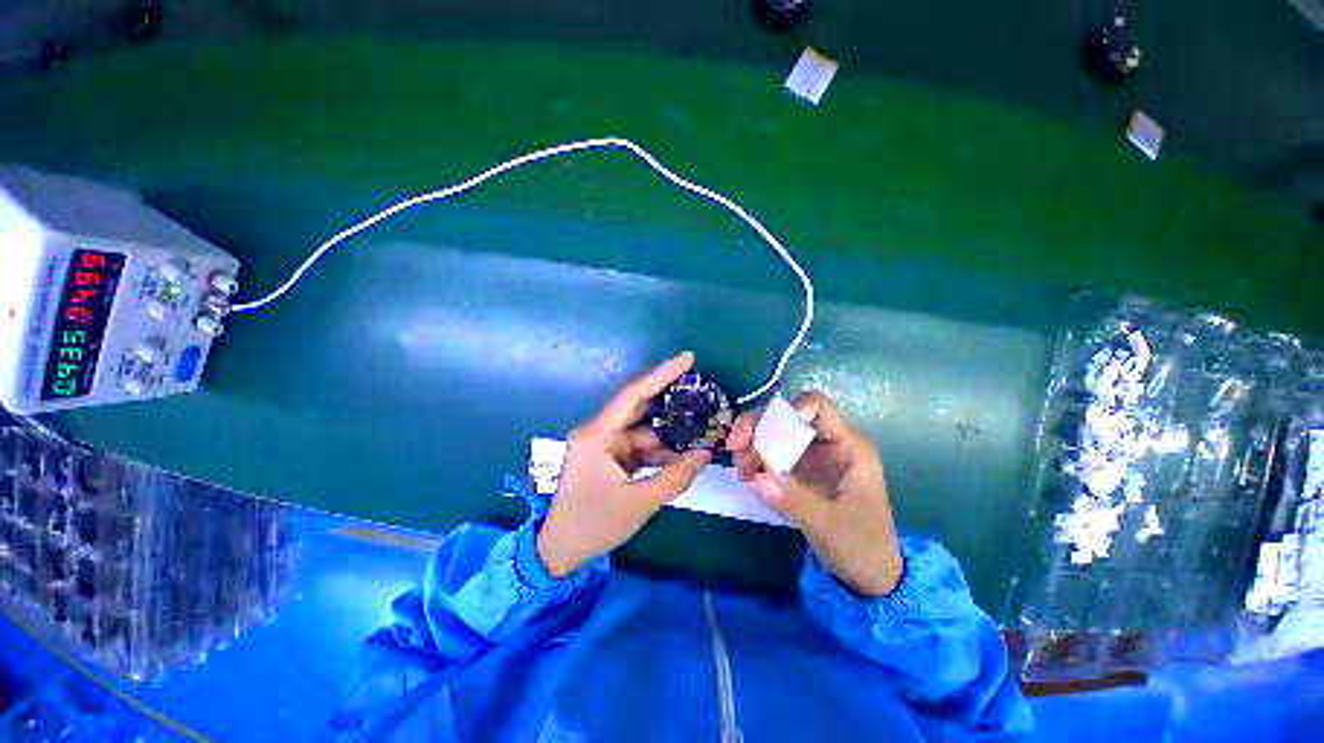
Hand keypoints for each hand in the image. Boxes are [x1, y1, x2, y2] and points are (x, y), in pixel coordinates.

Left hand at [537, 353, 711, 577]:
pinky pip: (638, 446)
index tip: (687, 358)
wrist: (559, 552)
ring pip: (642, 430)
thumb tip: (705, 454)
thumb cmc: (594, 525)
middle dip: (670, 402)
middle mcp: (599, 432)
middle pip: (639, 407)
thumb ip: (675, 476)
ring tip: (700, 431)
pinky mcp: (608, 457)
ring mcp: (603, 444)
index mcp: (597, 435)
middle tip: (701, 392)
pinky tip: (681, 454)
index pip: (633, 395)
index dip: (661, 374)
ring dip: (668, 435)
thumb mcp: (639, 503)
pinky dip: (658, 450)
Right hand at [728, 392, 903, 596]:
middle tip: (734, 446)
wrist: (867, 574)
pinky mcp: (796, 469)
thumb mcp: (830, 526)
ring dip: (750, 443)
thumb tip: (755, 479)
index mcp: (848, 446)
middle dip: (756, 425)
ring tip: (741, 470)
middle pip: (785, 415)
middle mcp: (826, 442)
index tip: (765, 433)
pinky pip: (768, 451)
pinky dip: (752, 458)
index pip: (818, 406)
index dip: (789, 409)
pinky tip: (747, 476)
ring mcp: (809, 455)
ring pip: (772, 431)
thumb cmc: (862, 546)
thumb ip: (794, 500)